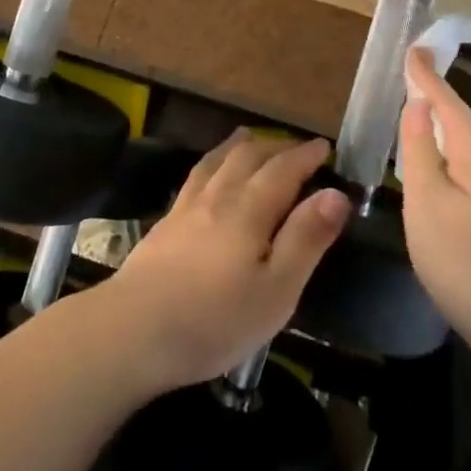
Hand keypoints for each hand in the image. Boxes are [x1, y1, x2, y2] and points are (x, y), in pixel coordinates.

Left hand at [92, 132, 349, 393]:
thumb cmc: (215, 319)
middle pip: (249, 157)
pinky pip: (196, 176)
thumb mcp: (276, 289)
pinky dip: (212, 163)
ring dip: (240, 146)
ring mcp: (187, 207)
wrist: (134, 330)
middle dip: (277, 147)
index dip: (305, 156)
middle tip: (297, 148)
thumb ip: (306, 238)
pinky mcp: (165, 223)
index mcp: (249, 210)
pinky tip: (208, 175)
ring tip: (252, 139)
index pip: (283, 170)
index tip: (324, 147)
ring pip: (218, 161)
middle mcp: (218, 196)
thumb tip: (336, 194)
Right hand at [399, 50, 470, 387]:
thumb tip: (418, 105)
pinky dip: (448, 162)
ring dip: (440, 132)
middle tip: (407, 80)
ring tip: (414, 121)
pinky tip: (436, 177)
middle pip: (459, 122)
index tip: (413, 48)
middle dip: (433, 100)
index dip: (425, 74)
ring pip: (466, 151)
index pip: (446, 100)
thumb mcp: (429, 204)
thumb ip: (420, 151)